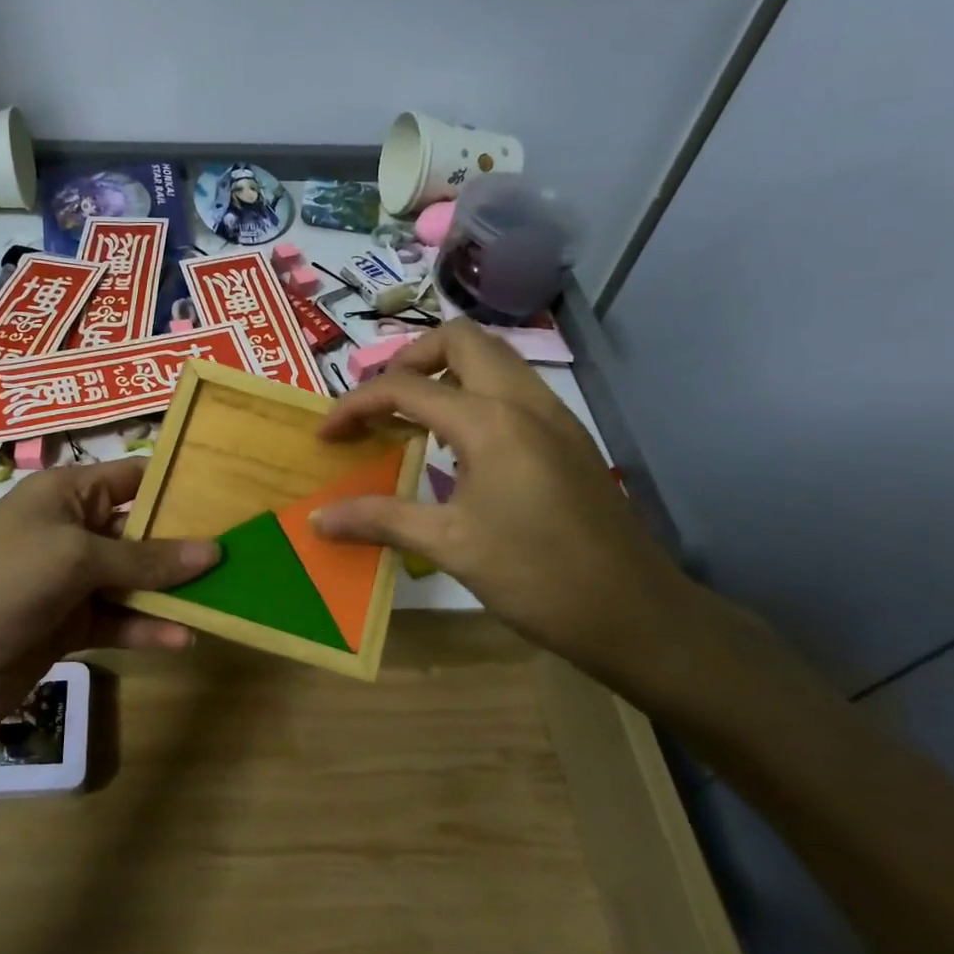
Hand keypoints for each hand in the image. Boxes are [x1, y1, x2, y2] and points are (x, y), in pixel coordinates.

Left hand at [0, 457, 217, 764]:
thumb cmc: (4, 579)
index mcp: (65, 493)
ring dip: (171, 590)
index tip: (229, 493)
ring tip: (225, 598)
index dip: (176, 483)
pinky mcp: (67, 627)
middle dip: (184, 542)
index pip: (131, 477)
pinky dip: (146, 628)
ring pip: (132, 580)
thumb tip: (214, 550)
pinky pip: (117, 621)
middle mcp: (69, 530)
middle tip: (242, 551)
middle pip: (138, 531)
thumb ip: (146, 557)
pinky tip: (183, 638)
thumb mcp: (77, 556)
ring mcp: (67, 582)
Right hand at [314, 319, 700, 684]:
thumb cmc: (536, 576)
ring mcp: (555, 416)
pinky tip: (458, 446)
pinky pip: (513, 389)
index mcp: (491, 421)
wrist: (634, 613)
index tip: (327, 434)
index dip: (357, 404)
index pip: (407, 387)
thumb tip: (318, 519)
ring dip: (446, 372)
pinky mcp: (569, 438)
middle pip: (461, 340)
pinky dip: (474, 395)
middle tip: (381, 404)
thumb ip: (379, 520)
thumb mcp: (450, 547)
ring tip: (412, 418)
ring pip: (494, 359)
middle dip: (410, 360)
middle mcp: (525, 401)